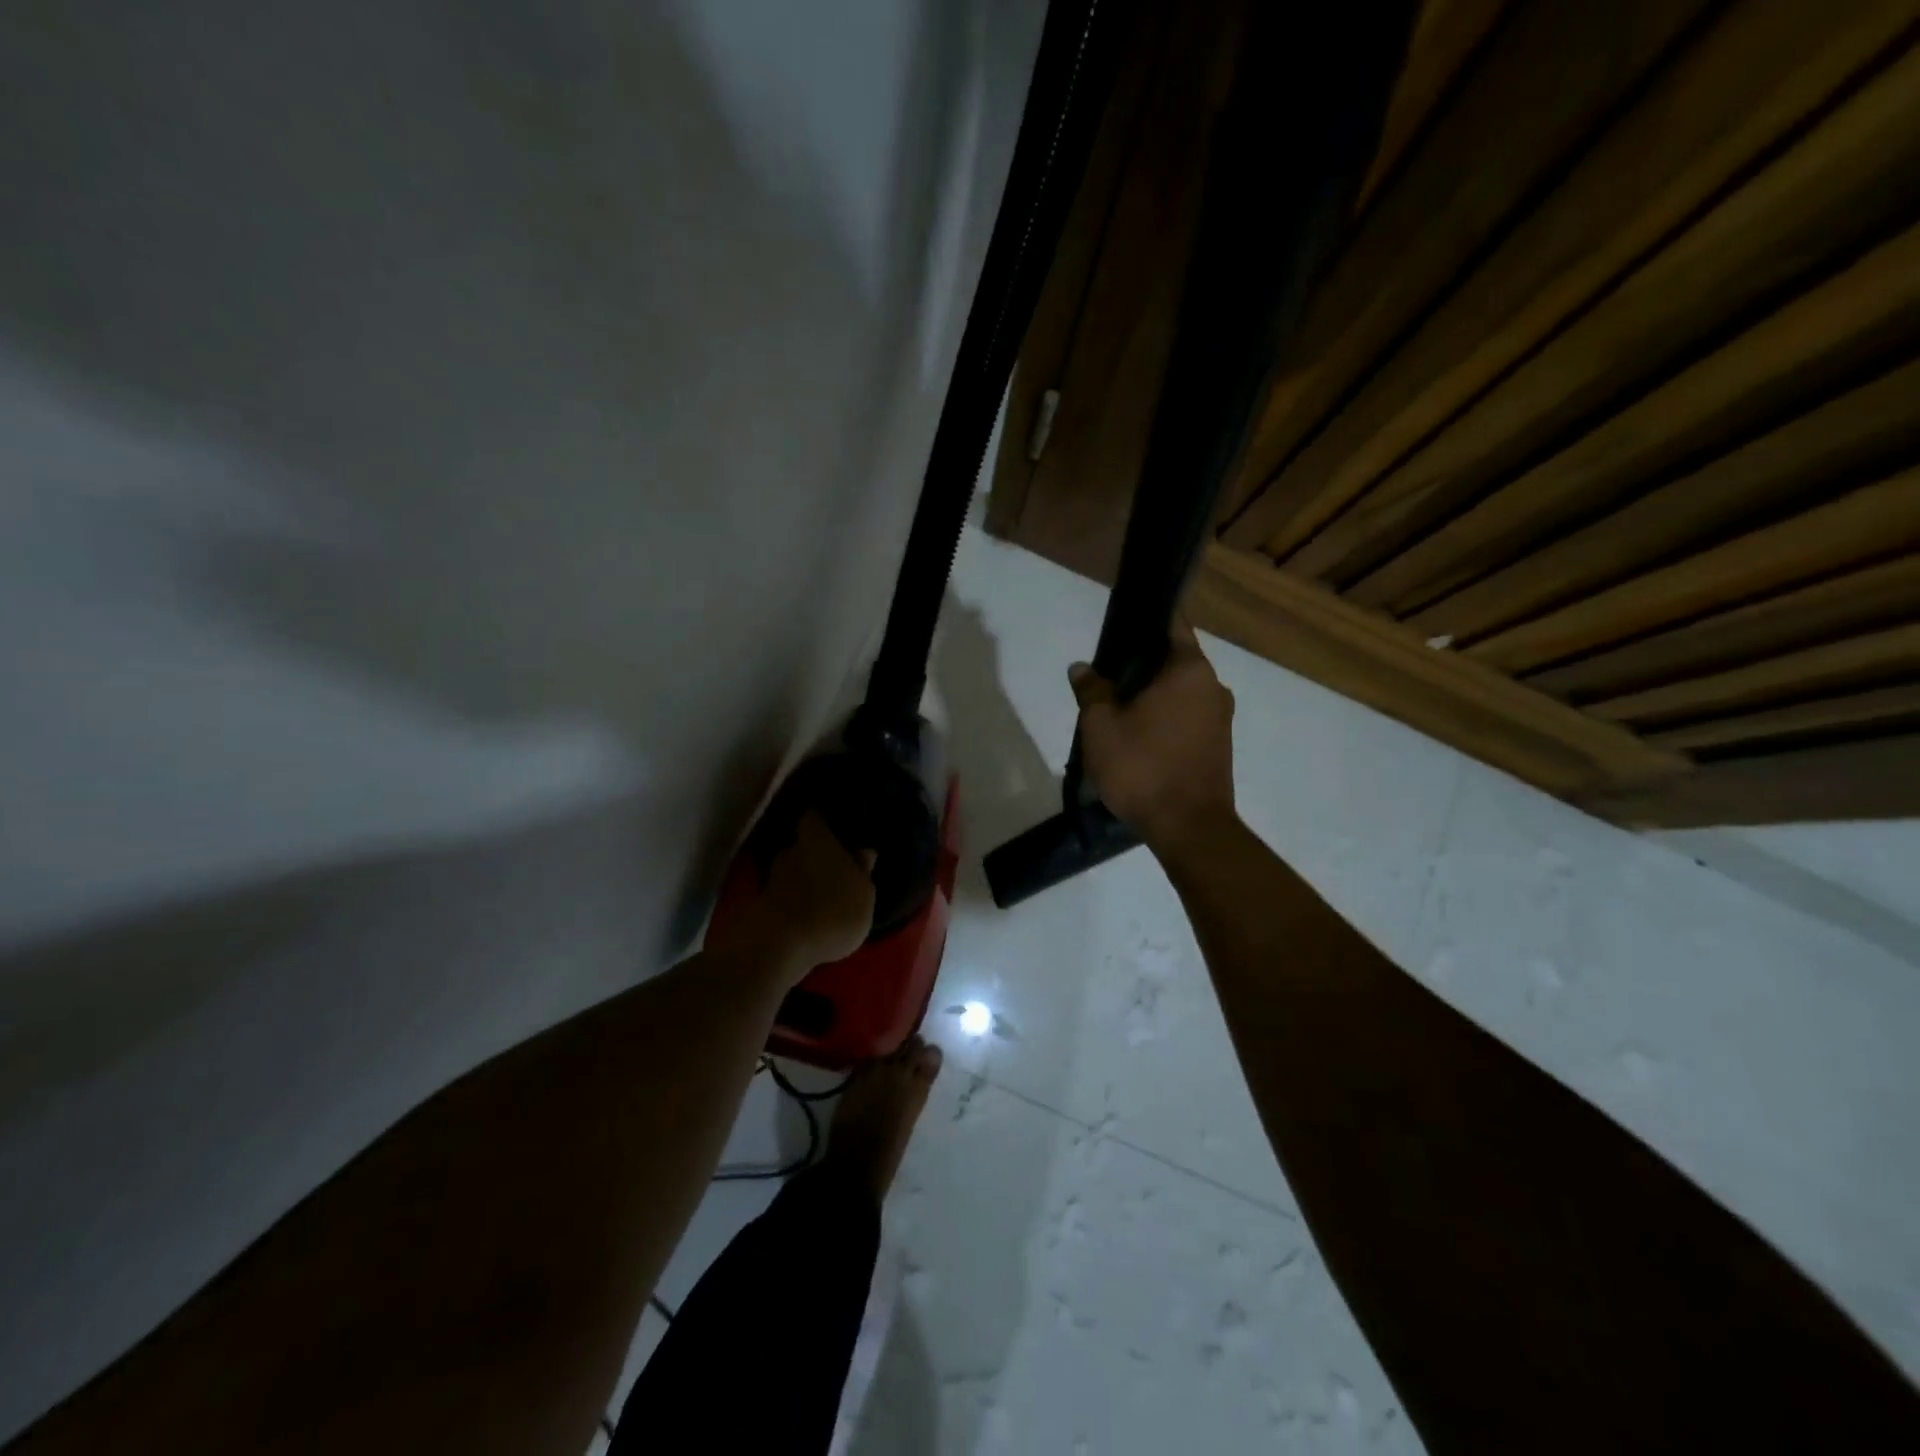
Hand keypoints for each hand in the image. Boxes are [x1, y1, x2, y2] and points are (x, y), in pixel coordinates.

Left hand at [713, 811, 875, 976]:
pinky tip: (807, 918)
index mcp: (817, 839)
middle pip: (800, 845)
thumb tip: (864, 851)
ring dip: (802, 881)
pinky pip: (782, 897)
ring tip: (820, 898)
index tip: (833, 829)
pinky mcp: (761, 906)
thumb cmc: (833, 911)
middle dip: (813, 855)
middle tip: (831, 869)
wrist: (781, 948)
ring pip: (790, 872)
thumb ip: (863, 870)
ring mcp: (771, 879)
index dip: (822, 822)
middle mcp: (790, 851)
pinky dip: (792, 903)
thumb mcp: (864, 894)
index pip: (813, 817)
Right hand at [1070, 618, 1237, 858]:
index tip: (1121, 623)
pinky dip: (1165, 719)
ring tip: (1117, 711)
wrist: (1189, 829)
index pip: (1171, 624)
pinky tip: (1138, 737)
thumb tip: (1082, 668)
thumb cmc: (1143, 767)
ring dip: (1152, 696)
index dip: (1145, 620)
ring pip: (1180, 692)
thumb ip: (1092, 690)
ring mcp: (1221, 718)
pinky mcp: (1220, 746)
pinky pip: (1187, 718)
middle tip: (1106, 678)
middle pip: (1174, 661)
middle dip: (1141, 666)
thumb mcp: (1101, 726)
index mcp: (1190, 670)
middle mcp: (1213, 686)